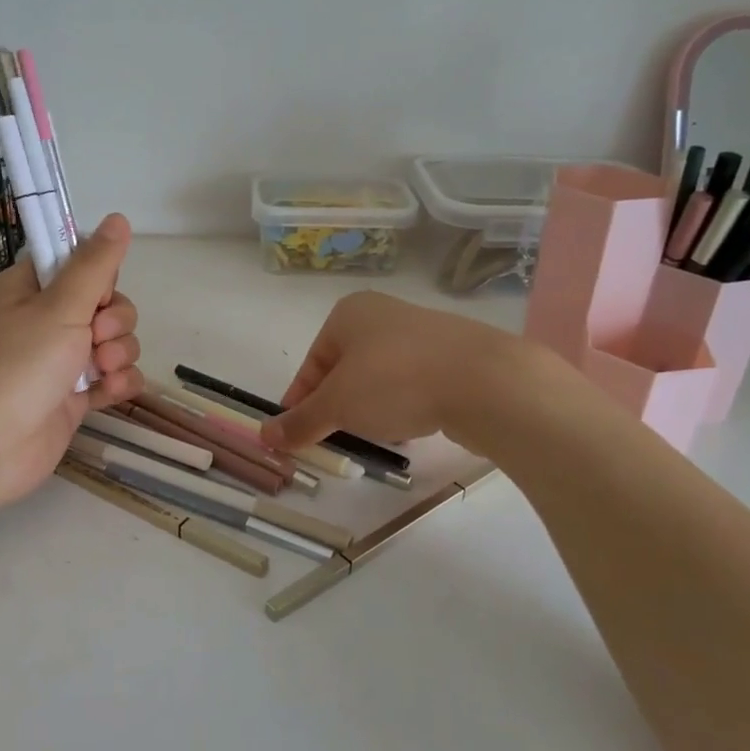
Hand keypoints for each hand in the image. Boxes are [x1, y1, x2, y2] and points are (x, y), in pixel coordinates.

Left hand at [0, 214, 143, 511]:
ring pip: (113, 341)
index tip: (97, 291)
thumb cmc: (17, 366)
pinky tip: (110, 392)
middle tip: (96, 337)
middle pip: (104, 304)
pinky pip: (112, 377)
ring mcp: (59, 361)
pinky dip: (117, 383)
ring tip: (102, 371)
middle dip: (114, 320)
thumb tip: (119, 218)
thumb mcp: (60, 306)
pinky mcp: (73, 396)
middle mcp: (43, 321)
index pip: (76, 263)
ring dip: (119, 353)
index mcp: (28, 290)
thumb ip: (95, 265)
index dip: (97, 275)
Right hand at [261, 291, 521, 451]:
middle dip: (338, 405)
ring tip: (376, 434)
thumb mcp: (336, 406)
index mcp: (349, 313)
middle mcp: (384, 315)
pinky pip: (415, 384)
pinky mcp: (455, 357)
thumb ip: (300, 421)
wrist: (485, 381)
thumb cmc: (394, 381)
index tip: (296, 432)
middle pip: (346, 369)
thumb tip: (264, 436)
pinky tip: (412, 426)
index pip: (312, 362)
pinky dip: (406, 405)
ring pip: (381, 377)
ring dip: (371, 407)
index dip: (301, 399)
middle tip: (334, 437)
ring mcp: (423, 334)